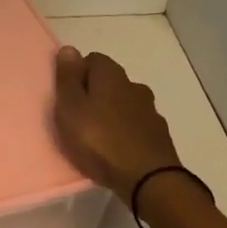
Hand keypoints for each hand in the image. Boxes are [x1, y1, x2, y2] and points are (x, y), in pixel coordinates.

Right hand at [53, 46, 181, 202]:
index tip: (67, 97)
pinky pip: (136, 125)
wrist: (147, 178)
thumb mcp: (70, 108)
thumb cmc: (99, 140)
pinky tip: (118, 149)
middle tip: (79, 119)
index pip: (93, 59)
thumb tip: (69, 49)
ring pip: (125, 103)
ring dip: (112, 113)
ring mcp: (150, 110)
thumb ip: (67, 78)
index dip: (77, 74)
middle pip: (110, 81)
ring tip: (98, 137)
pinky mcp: (159, 134)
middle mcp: (134, 86)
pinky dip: (126, 131)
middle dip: (95, 94)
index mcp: (111, 75)